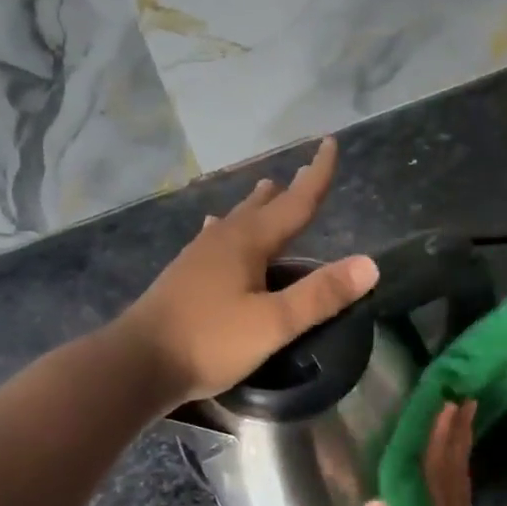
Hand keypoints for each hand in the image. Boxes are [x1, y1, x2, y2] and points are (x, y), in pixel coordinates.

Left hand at [117, 137, 379, 403]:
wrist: (137, 362)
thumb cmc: (209, 341)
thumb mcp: (273, 323)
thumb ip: (319, 295)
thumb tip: (369, 264)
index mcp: (248, 242)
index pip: (294, 202)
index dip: (316, 174)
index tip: (329, 143)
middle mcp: (223, 238)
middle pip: (263, 206)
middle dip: (288, 189)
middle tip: (303, 169)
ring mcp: (199, 254)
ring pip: (236, 219)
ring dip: (256, 205)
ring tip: (267, 189)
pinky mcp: (184, 273)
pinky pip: (215, 237)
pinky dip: (228, 227)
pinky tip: (214, 229)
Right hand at [358, 401, 506, 505]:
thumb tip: (378, 504)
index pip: (435, 480)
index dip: (438, 440)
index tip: (445, 404)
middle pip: (457, 480)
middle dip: (457, 438)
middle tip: (461, 399)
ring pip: (463, 495)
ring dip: (459, 456)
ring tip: (457, 425)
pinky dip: (456, 483)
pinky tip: (450, 479)